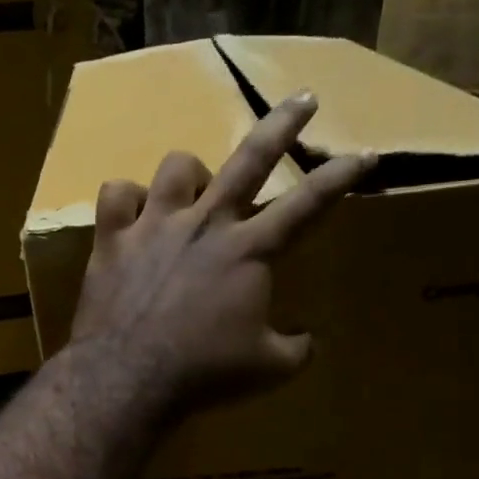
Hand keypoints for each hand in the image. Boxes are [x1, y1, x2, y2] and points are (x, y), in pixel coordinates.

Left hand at [65, 92, 374, 415]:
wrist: (129, 379)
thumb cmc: (205, 375)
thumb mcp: (269, 369)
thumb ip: (298, 348)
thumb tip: (308, 339)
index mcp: (249, 251)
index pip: (308, 203)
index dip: (341, 176)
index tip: (365, 154)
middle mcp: (205, 224)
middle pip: (250, 159)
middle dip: (283, 124)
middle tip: (303, 99)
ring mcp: (155, 226)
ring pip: (178, 166)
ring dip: (193, 173)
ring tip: (196, 189)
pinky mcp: (113, 240)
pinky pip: (117, 195)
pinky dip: (128, 199)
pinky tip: (134, 211)